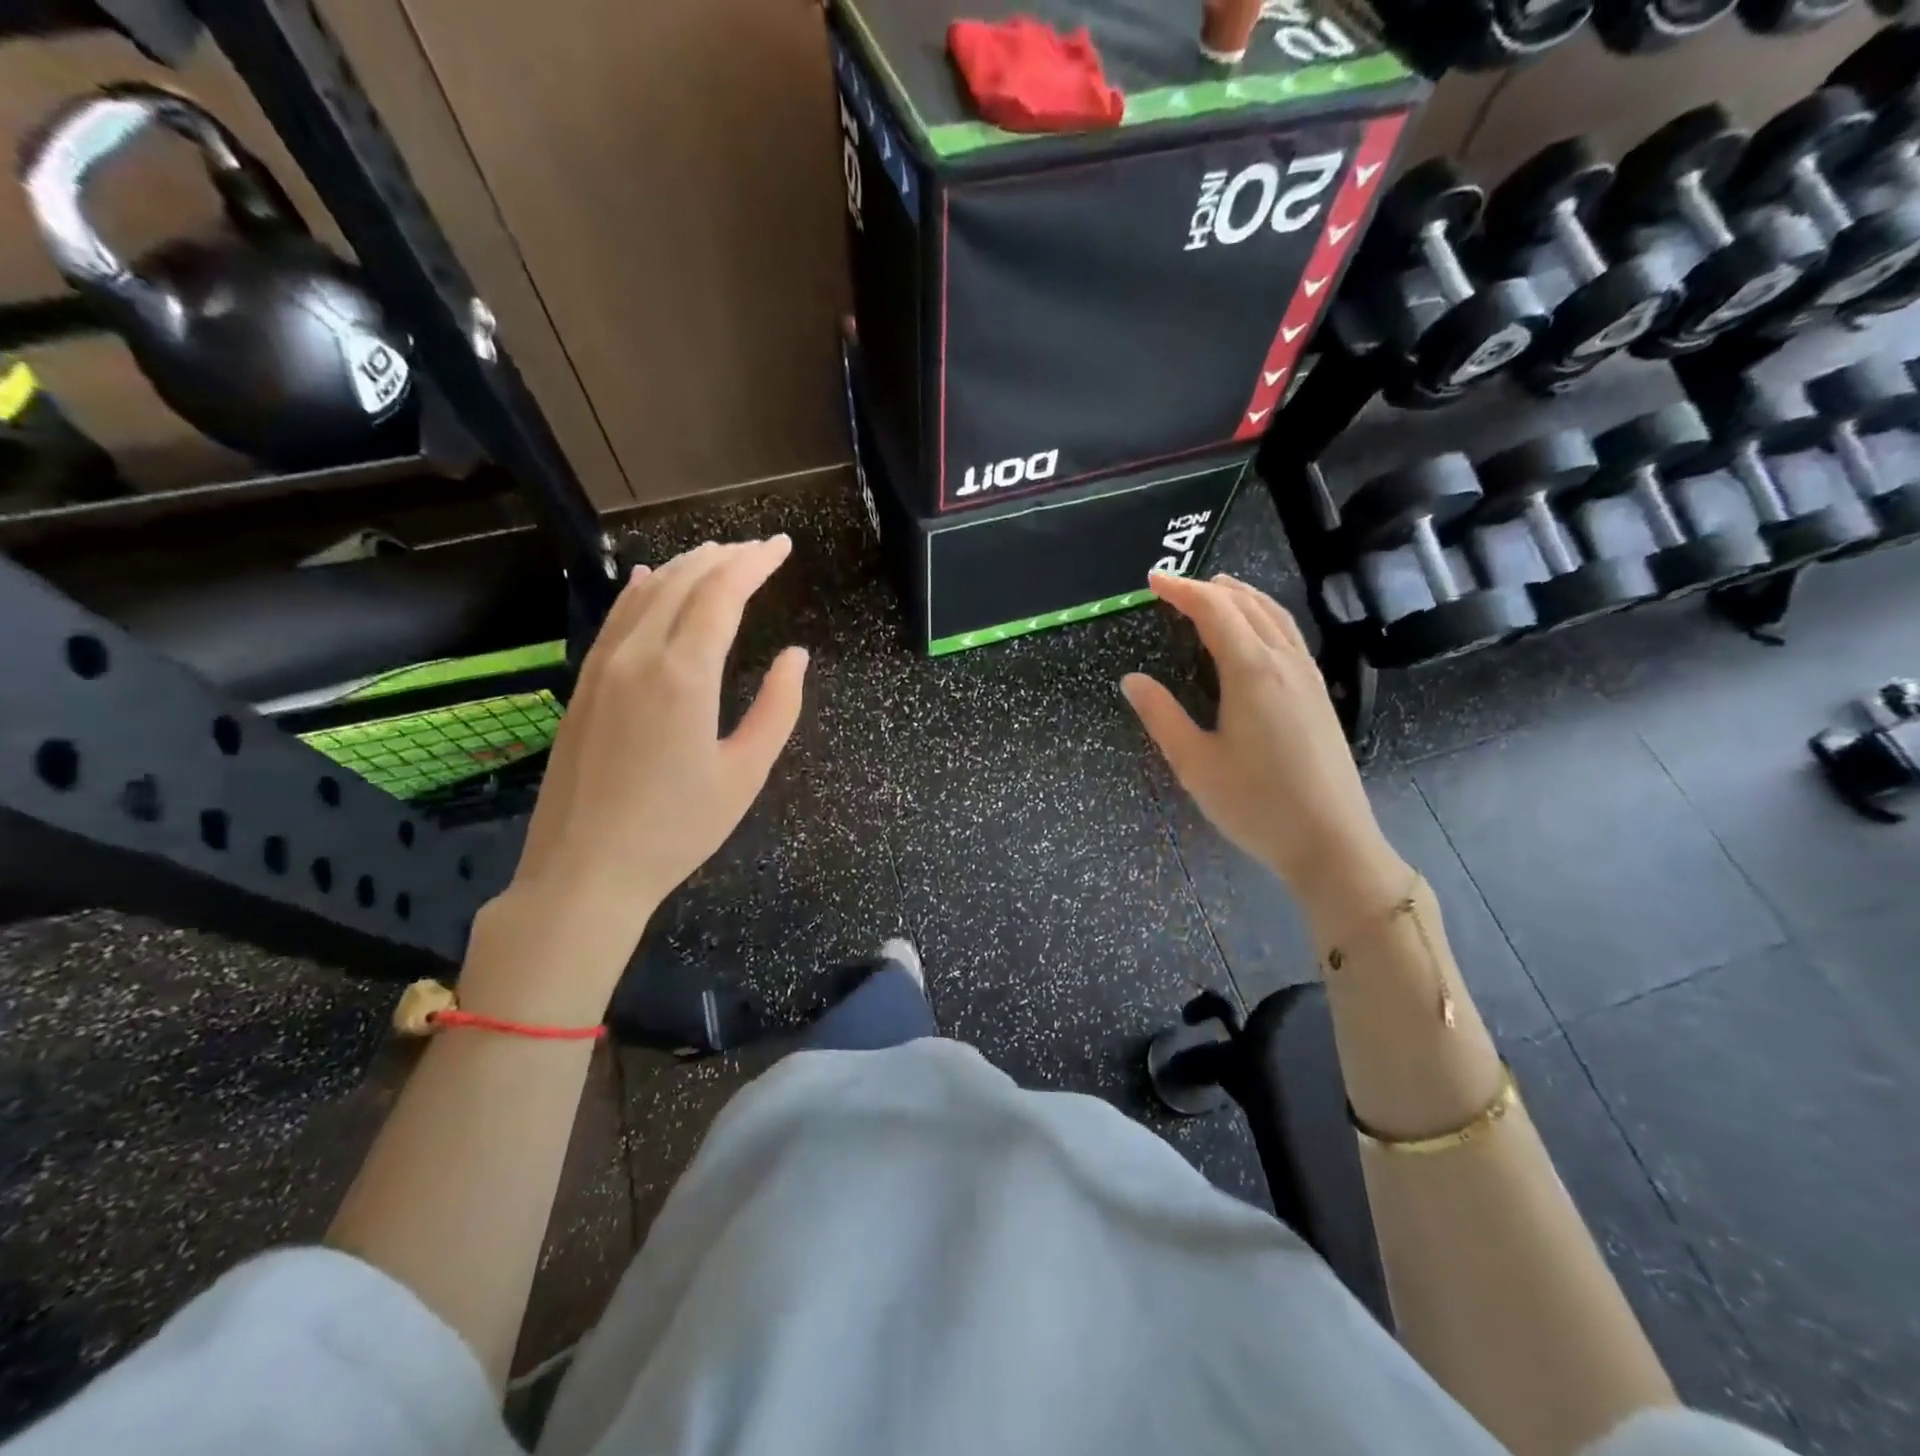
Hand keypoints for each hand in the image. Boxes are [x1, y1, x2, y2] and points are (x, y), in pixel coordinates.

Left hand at [507, 536, 807, 942]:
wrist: (585, 869)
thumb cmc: (678, 828)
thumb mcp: (746, 773)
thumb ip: (778, 708)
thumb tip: (796, 656)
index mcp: (684, 674)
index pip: (722, 593)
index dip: (754, 563)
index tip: (781, 546)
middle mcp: (638, 656)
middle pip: (683, 582)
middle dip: (724, 557)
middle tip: (758, 549)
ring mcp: (603, 667)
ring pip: (646, 593)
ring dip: (685, 567)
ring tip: (717, 555)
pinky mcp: (583, 684)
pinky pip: (616, 618)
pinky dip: (641, 590)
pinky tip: (651, 579)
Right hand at [1122, 572, 1406, 930]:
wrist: (1331, 842)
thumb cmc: (1255, 804)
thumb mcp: (1195, 763)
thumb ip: (1161, 715)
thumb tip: (1131, 679)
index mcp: (1252, 671)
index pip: (1215, 611)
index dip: (1182, 590)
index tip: (1153, 580)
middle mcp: (1284, 662)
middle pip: (1248, 605)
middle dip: (1210, 587)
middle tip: (1175, 586)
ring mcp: (1308, 677)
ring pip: (1275, 616)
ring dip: (1242, 596)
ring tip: (1216, 591)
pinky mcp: (1319, 695)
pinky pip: (1289, 635)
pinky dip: (1264, 617)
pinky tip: (1254, 633)